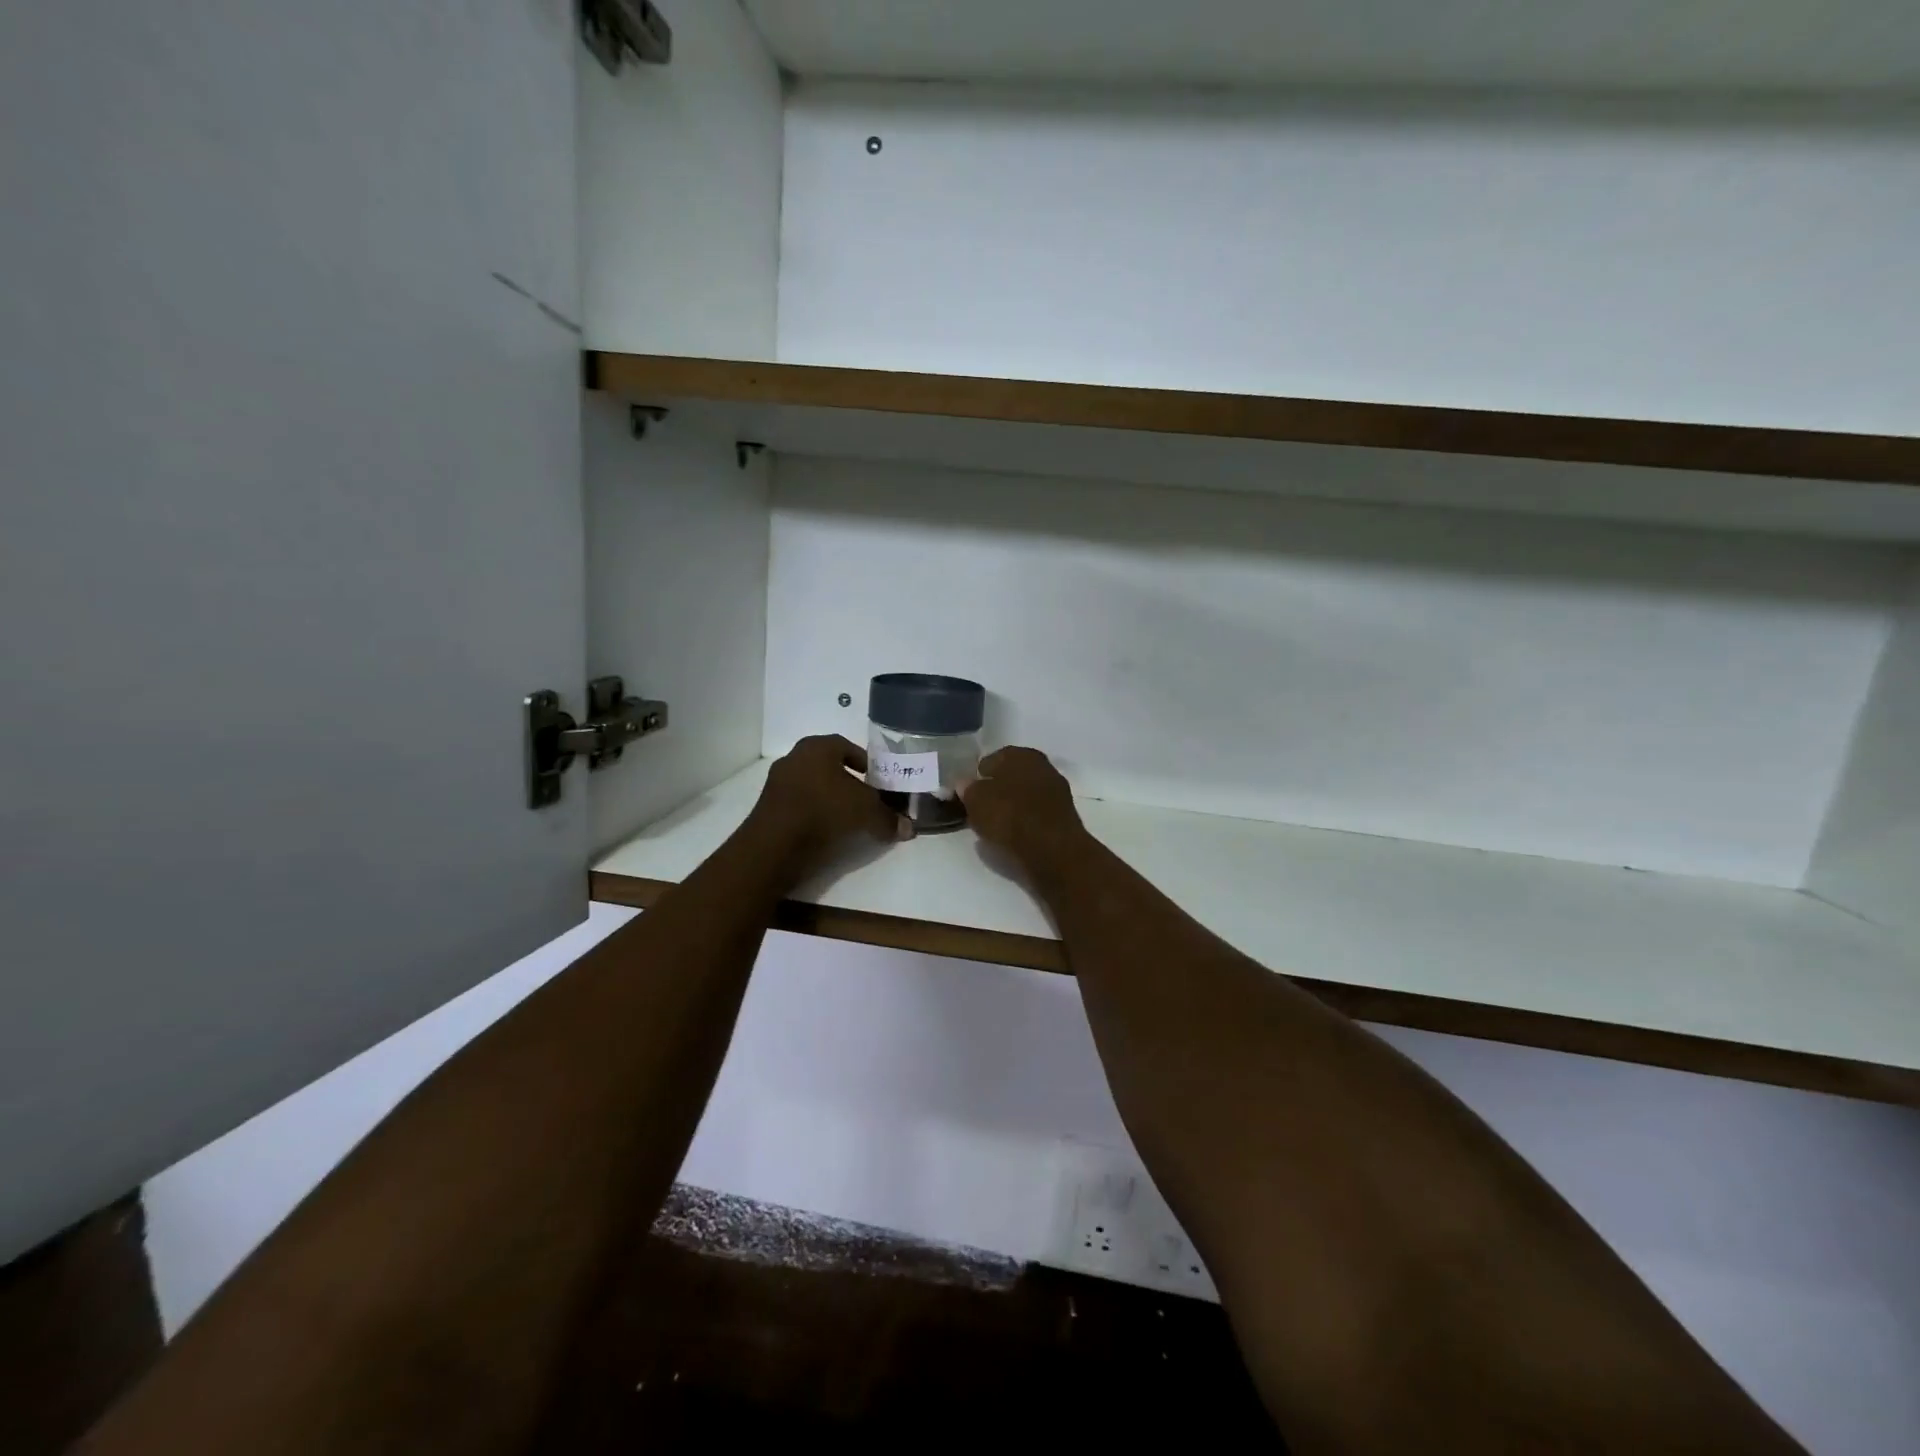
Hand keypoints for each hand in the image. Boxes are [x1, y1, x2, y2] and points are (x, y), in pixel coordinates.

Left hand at [751, 735, 912, 870]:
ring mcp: (777, 782)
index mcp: (818, 747)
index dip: (865, 761)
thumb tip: (908, 828)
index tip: (877, 779)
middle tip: (865, 799)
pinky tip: (826, 831)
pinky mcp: (767, 807)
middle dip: (847, 781)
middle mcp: (794, 757)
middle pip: (828, 766)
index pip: (846, 746)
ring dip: (829, 798)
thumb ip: (889, 819)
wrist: (776, 844)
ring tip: (847, 819)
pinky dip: (813, 813)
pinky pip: (798, 804)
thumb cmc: (826, 811)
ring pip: (812, 785)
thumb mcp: (868, 813)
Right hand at [958, 747, 1085, 867]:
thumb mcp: (976, 801)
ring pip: (1027, 795)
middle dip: (998, 789)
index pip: (993, 759)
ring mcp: (1057, 791)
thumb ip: (968, 789)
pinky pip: (1036, 814)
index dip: (979, 775)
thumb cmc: (1009, 816)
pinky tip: (1015, 834)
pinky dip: (1026, 821)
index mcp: (1021, 754)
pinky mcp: (1065, 817)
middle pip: (1013, 776)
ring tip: (996, 824)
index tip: (969, 791)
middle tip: (982, 807)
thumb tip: (965, 784)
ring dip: (1013, 805)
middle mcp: (1043, 766)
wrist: (1051, 850)